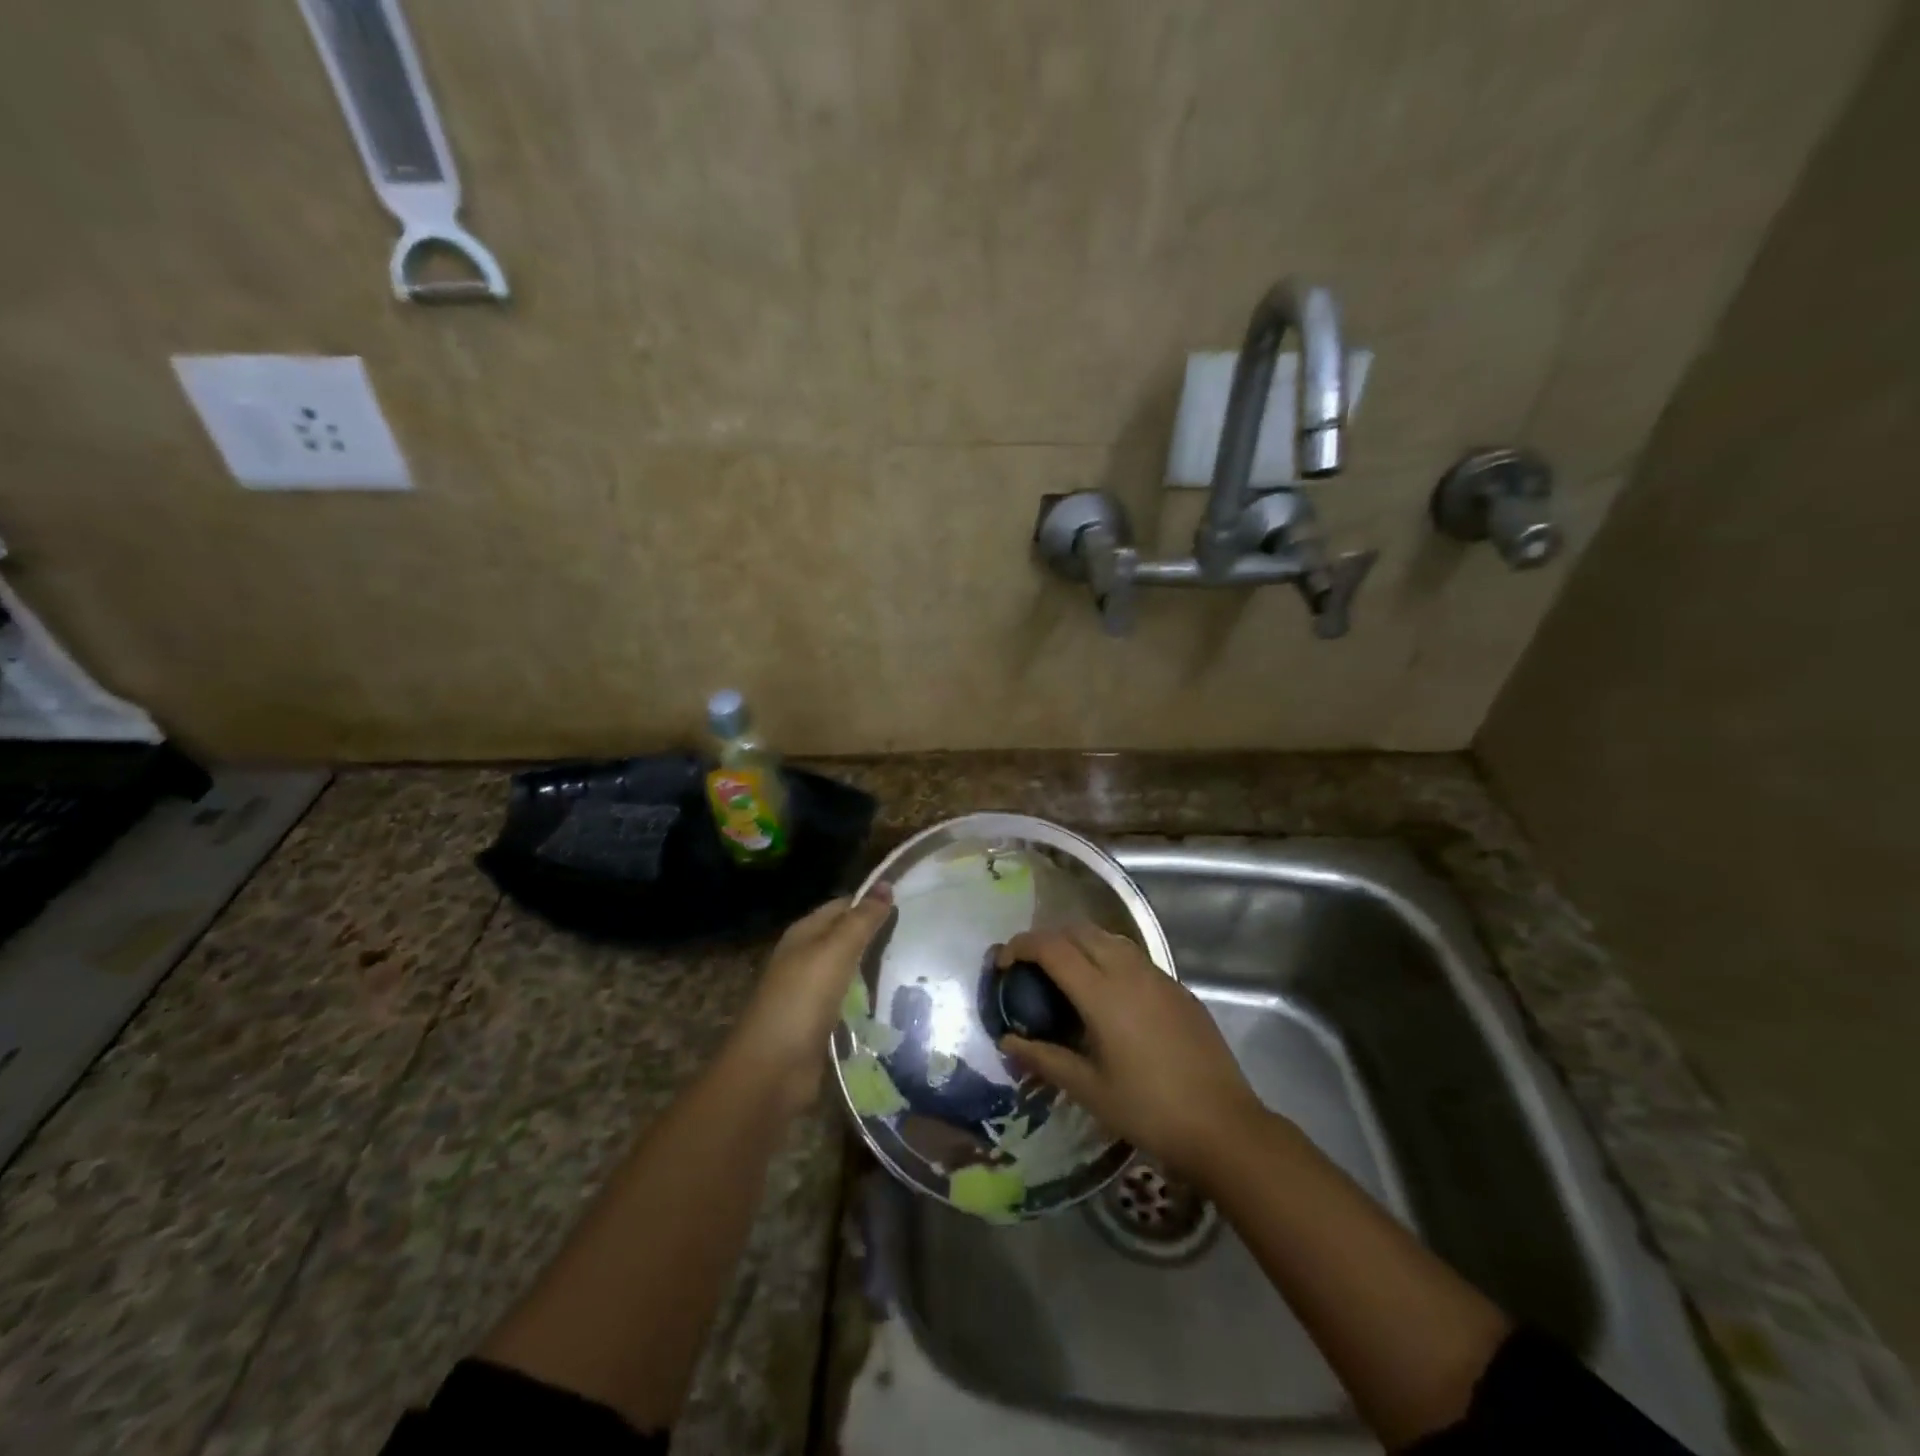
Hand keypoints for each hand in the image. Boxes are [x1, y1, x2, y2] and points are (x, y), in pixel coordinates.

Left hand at [730, 886, 893, 1115]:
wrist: (771, 1070)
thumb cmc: (802, 1000)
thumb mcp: (835, 951)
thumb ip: (862, 920)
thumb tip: (886, 883)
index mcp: (804, 933)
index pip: (842, 906)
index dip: (872, 902)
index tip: (910, 903)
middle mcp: (805, 958)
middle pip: (845, 937)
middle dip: (876, 935)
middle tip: (918, 935)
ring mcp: (810, 992)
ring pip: (849, 970)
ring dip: (874, 967)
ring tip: (914, 965)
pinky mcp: (819, 1023)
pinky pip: (849, 1000)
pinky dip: (868, 997)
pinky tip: (893, 999)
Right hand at [997, 924, 1265, 1177]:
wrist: (1223, 1125)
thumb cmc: (1149, 1110)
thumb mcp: (1088, 1089)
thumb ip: (1044, 1058)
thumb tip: (1006, 1042)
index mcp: (1102, 992)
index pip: (1052, 947)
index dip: (1021, 946)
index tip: (1002, 963)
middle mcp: (1129, 971)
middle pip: (1079, 931)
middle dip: (1047, 938)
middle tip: (1028, 966)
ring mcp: (1158, 976)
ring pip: (1108, 937)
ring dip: (1079, 942)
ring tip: (1063, 973)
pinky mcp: (1177, 987)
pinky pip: (1132, 955)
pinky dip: (1107, 956)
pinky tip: (1106, 992)